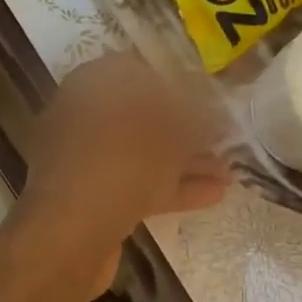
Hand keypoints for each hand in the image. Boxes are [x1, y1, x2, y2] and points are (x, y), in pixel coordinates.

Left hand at [11, 52, 229, 296]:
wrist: (73, 231)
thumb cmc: (125, 160)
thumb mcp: (172, 130)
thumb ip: (196, 117)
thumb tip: (211, 114)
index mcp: (94, 83)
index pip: (139, 69)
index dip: (177, 81)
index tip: (209, 96)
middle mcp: (83, 115)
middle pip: (142, 116)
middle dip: (185, 129)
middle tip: (223, 139)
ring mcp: (84, 158)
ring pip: (141, 154)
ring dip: (184, 162)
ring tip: (228, 173)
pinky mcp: (89, 196)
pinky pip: (135, 183)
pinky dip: (169, 187)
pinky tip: (212, 195)